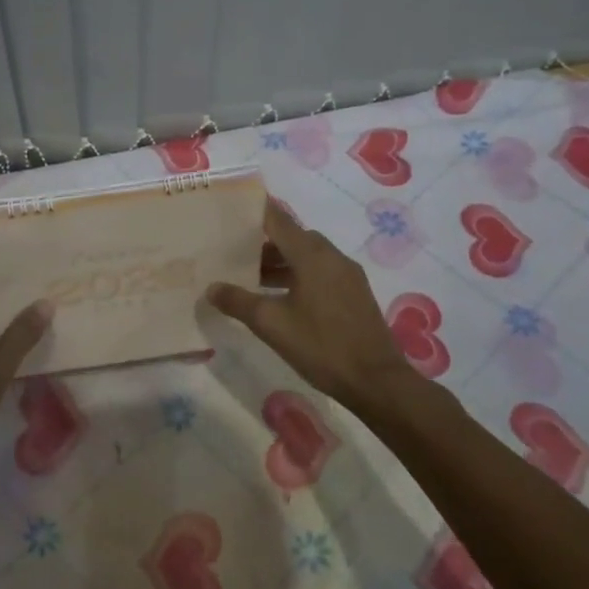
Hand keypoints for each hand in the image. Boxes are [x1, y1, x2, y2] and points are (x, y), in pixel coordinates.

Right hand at [207, 201, 423, 416]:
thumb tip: (211, 288)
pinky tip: (282, 297)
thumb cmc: (321, 346)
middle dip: (263, 241)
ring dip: (281, 262)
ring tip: (252, 277)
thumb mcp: (271, 324)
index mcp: (311, 255)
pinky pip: (320, 271)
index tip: (231, 207)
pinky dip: (298, 274)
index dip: (254, 211)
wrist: (376, 381)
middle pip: (292, 237)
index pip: (278, 220)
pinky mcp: (355, 293)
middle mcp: (332, 256)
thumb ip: (238, 302)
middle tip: (234, 250)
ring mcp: (347, 274)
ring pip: (307, 256)